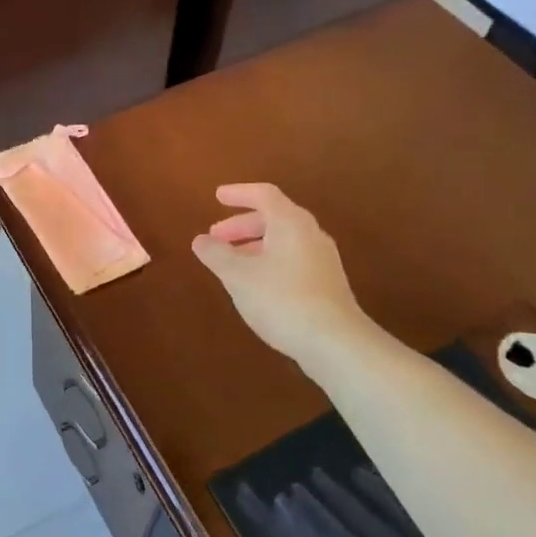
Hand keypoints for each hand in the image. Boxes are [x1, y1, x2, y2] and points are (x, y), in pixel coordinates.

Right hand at [191, 184, 376, 364]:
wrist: (335, 343)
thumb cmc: (281, 299)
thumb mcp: (238, 276)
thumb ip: (216, 254)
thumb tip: (200, 240)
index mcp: (290, 223)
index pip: (263, 194)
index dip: (238, 193)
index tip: (217, 197)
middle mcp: (310, 234)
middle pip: (273, 217)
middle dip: (241, 225)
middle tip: (216, 237)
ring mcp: (322, 260)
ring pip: (283, 240)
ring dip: (254, 245)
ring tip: (231, 263)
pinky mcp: (327, 284)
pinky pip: (292, 259)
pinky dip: (269, 261)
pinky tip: (255, 284)